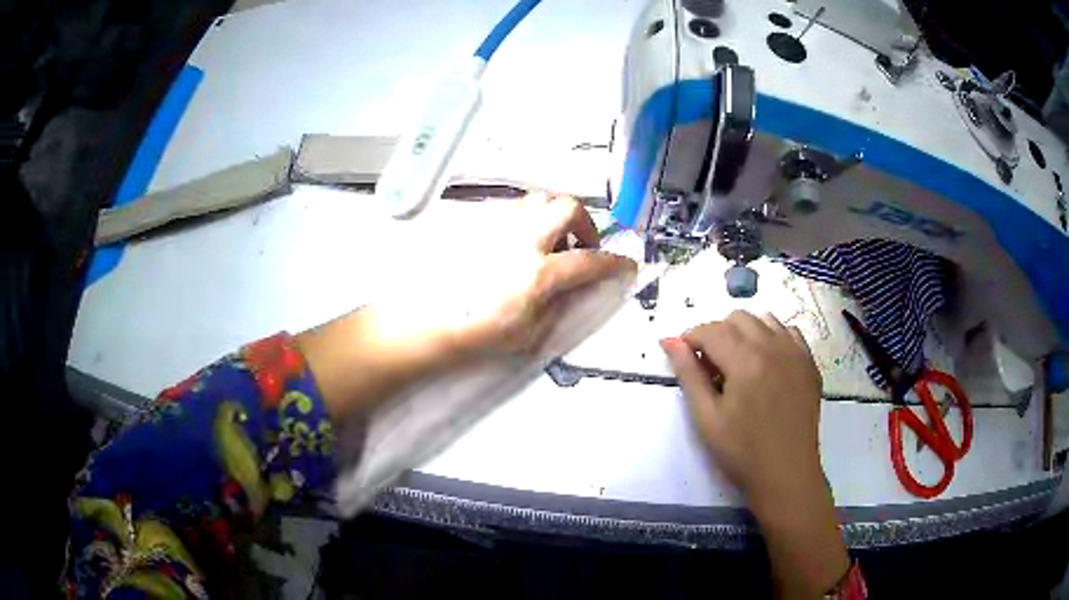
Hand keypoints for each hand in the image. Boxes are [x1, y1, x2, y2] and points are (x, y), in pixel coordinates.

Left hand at [300, 193, 636, 419]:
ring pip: (539, 199)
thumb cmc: (474, 336)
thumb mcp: (528, 333)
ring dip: (555, 216)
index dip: (616, 262)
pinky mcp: (475, 222)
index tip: (626, 265)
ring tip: (549, 243)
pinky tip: (518, 243)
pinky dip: (528, 219)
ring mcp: (496, 225)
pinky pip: (512, 208)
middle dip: (586, 224)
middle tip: (581, 248)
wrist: (422, 323)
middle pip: (568, 206)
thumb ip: (560, 304)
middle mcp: (521, 239)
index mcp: (537, 272)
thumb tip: (579, 286)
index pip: (590, 260)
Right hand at [661, 311, 848, 597]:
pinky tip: (766, 364)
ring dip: (746, 332)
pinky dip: (773, 337)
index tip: (685, 357)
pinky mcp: (810, 364)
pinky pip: (789, 332)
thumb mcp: (706, 417)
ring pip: (765, 319)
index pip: (712, 330)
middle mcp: (774, 346)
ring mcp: (797, 353)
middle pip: (738, 317)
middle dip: (718, 333)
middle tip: (711, 366)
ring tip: (739, 363)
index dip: (692, 338)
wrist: (786, 473)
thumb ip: (688, 374)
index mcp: (746, 360)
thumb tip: (669, 341)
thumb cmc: (741, 451)